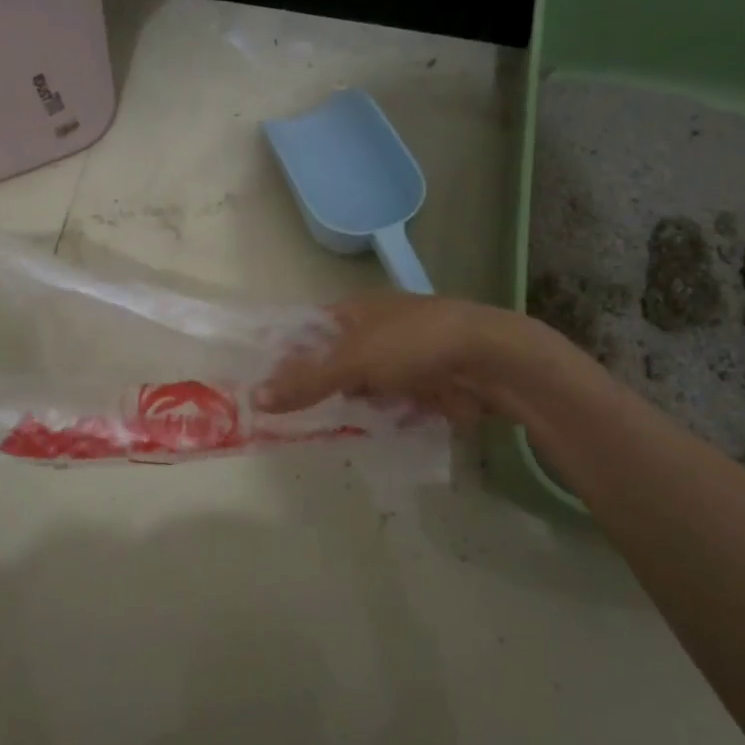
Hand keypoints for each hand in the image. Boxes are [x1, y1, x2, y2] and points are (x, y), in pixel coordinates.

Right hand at [255, 291, 499, 424]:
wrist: (490, 362)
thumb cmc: (414, 344)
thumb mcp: (353, 360)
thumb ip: (306, 381)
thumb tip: (254, 397)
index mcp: (356, 309)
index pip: (307, 331)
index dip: (284, 355)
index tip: (260, 386)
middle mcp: (375, 331)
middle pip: (331, 362)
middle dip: (312, 388)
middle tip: (279, 419)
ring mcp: (400, 360)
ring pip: (359, 387)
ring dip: (344, 407)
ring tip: (311, 432)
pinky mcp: (421, 387)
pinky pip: (386, 405)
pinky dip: (374, 418)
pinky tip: (355, 434)